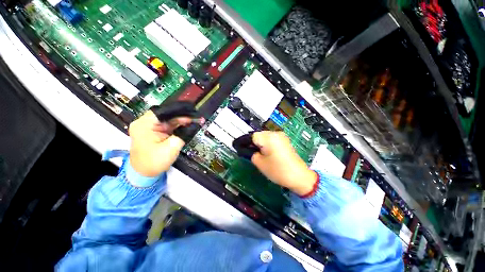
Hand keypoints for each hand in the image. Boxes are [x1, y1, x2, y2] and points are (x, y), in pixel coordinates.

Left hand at [128, 110, 191, 176]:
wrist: (143, 174)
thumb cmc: (154, 162)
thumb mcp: (171, 147)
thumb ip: (183, 134)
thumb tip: (195, 124)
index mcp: (145, 125)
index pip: (164, 111)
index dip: (179, 110)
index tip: (193, 110)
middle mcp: (145, 123)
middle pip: (167, 114)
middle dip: (183, 116)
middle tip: (197, 117)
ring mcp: (150, 127)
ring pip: (169, 119)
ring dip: (182, 120)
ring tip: (195, 121)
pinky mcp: (154, 131)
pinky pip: (169, 125)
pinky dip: (179, 126)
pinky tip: (188, 125)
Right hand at [251, 131, 317, 195]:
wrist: (299, 176)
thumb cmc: (278, 170)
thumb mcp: (260, 163)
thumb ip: (251, 154)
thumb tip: (250, 150)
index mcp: (269, 137)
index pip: (253, 136)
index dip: (249, 144)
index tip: (248, 151)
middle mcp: (276, 134)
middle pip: (259, 135)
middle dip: (256, 144)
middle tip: (257, 155)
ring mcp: (282, 136)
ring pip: (266, 137)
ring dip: (262, 144)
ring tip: (265, 156)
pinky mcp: (285, 141)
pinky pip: (272, 140)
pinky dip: (269, 145)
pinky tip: (271, 154)